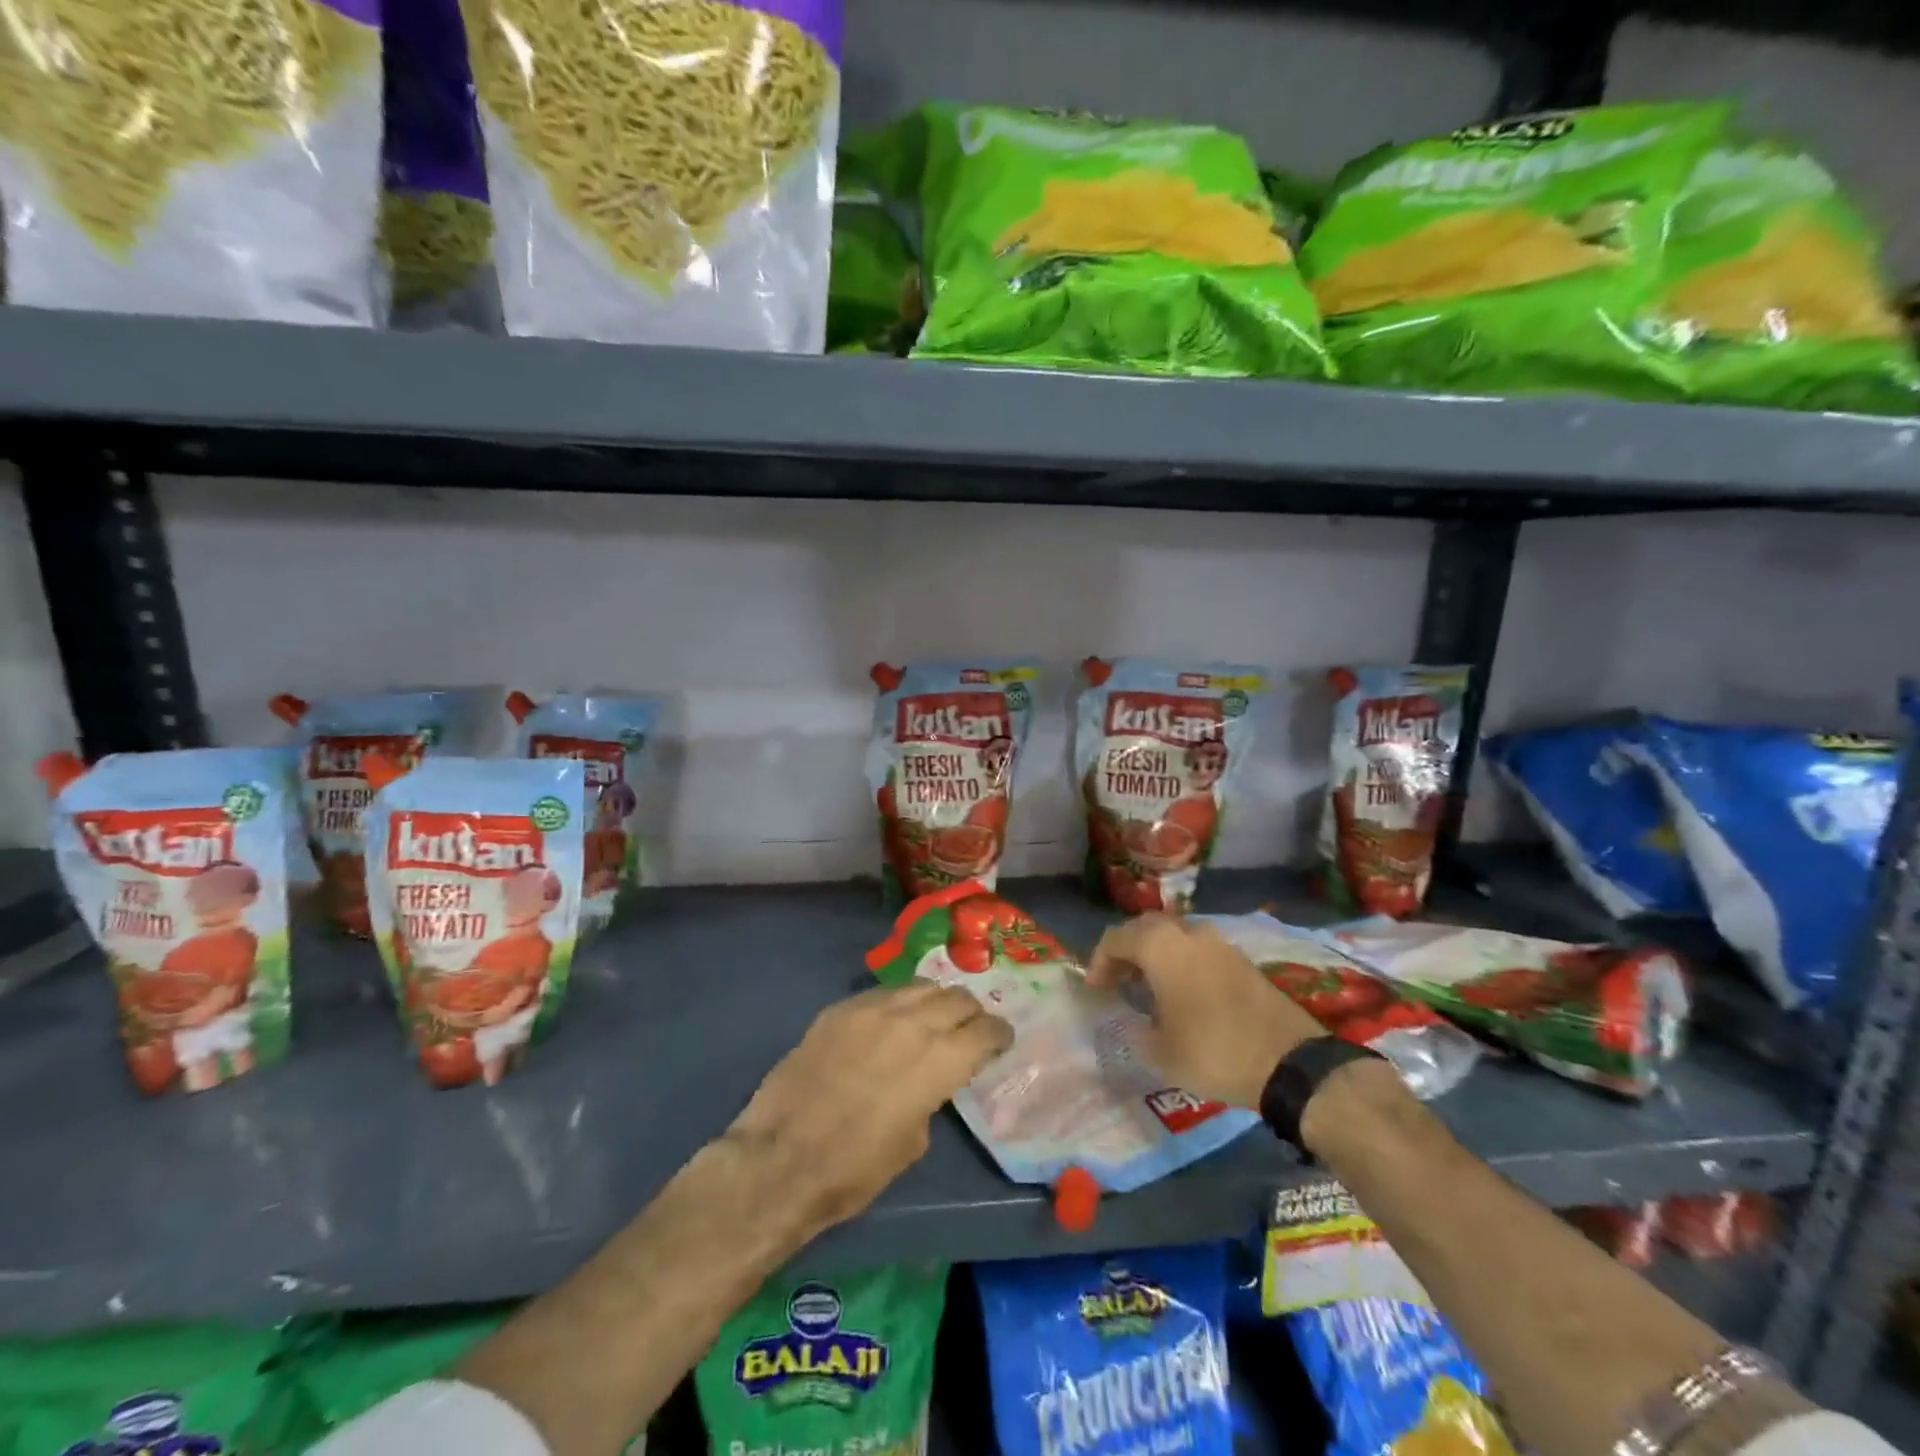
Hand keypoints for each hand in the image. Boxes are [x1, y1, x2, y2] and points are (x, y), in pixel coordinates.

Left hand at [727, 984, 1012, 1236]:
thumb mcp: (912, 1142)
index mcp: (938, 1060)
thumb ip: (931, 1095)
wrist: (780, 1158)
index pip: (985, 1030)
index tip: (1001, 1040)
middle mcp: (911, 1022)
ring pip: (920, 985)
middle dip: (970, 1012)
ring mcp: (872, 1009)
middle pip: (956, 998)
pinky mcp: (840, 1008)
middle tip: (970, 1028)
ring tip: (934, 1017)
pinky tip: (892, 1020)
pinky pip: (883, 993)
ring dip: (936, 1000)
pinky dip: (899, 1002)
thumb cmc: (854, 1169)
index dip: (999, 1034)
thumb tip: (929, 1078)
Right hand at [1086, 914, 1325, 1108]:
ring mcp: (1218, 943)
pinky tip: (1181, 992)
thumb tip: (1132, 1021)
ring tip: (1147, 987)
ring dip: (1155, 955)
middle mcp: (1188, 933)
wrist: (1291, 1063)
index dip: (1099, 961)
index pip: (1116, 938)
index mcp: (1161, 947)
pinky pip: (1197, 949)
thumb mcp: (1161, 1052)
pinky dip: (1180, 962)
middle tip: (1117, 981)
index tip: (1095, 988)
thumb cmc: (1214, 1053)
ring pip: (1173, 936)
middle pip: (1145, 929)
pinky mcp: (1240, 959)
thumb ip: (1136, 1030)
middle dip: (1126, 951)